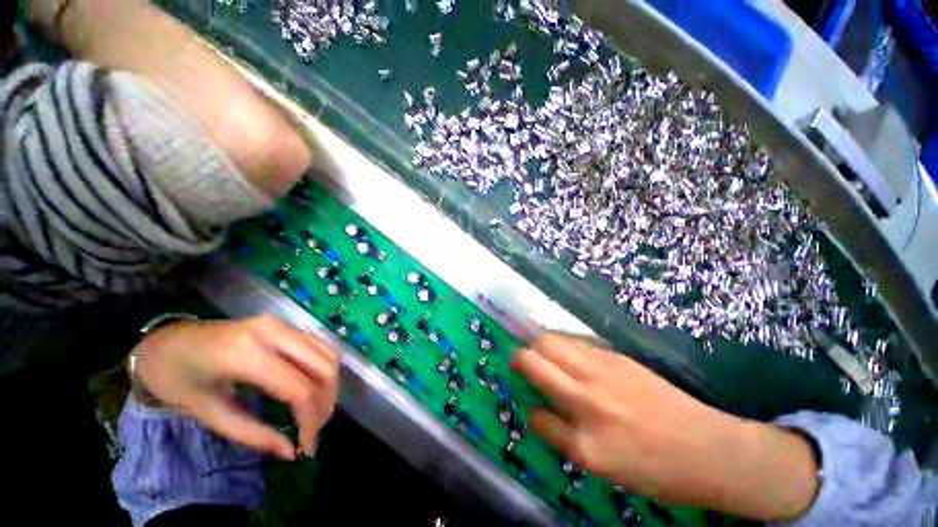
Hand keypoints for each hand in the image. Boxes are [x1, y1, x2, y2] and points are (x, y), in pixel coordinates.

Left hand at [133, 315, 339, 460]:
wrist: (167, 341)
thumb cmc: (177, 379)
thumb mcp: (207, 413)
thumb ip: (251, 433)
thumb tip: (290, 451)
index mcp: (246, 354)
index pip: (298, 388)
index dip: (310, 420)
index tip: (306, 447)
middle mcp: (274, 332)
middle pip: (323, 367)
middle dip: (326, 402)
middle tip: (315, 430)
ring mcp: (284, 324)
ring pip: (328, 354)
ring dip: (330, 386)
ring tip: (317, 412)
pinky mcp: (288, 325)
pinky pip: (320, 347)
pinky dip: (324, 370)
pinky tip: (314, 388)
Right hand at [513, 333, 819, 521]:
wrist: (709, 448)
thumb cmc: (657, 470)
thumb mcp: (605, 468)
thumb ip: (565, 436)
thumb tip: (540, 410)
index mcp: (585, 444)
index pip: (536, 416)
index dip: (531, 410)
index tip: (533, 404)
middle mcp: (587, 401)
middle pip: (533, 361)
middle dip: (519, 359)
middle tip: (521, 364)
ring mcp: (602, 373)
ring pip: (550, 342)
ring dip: (538, 346)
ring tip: (542, 354)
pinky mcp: (615, 356)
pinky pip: (574, 342)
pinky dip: (562, 344)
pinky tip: (569, 354)